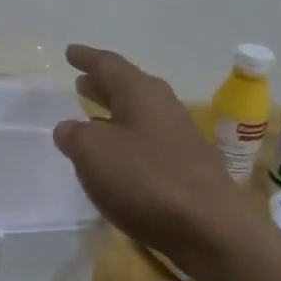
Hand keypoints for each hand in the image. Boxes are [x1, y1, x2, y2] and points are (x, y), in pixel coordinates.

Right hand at [52, 44, 263, 266]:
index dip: (87, 58)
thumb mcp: (94, 153)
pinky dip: (127, 141)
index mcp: (141, 93)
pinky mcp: (187, 167)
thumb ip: (76, 136)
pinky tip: (117, 158)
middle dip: (102, 85)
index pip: (109, 65)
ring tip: (91, 116)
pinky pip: (148, 143)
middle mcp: (163, 107)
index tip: (69, 52)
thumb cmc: (147, 179)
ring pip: (139, 115)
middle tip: (80, 82)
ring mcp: (179, 137)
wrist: (211, 227)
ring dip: (114, 113)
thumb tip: (68, 128)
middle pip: (128, 88)